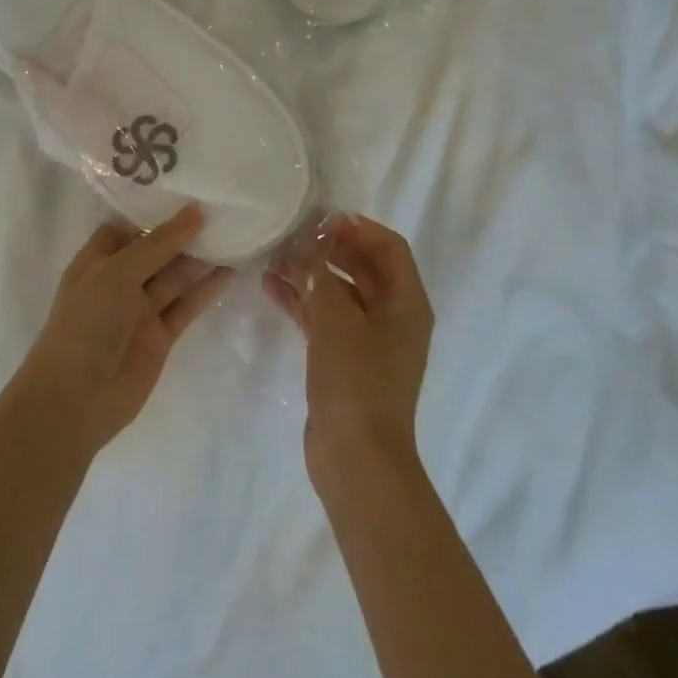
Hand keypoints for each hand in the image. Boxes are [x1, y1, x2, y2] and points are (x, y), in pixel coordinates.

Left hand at [20, 205, 232, 457]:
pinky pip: (186, 306)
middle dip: (182, 233)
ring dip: (200, 259)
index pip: (125, 227)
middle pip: (155, 251)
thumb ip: (158, 244)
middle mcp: (118, 282)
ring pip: (174, 277)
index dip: (151, 212)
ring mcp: (140, 310)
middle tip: (221, 208)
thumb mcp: (117, 273)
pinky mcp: (161, 336)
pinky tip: (229, 272)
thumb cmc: (86, 323)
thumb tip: (195, 213)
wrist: (77, 398)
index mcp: (96, 261)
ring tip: (233, 235)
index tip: (186, 191)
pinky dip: (206, 291)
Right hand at [264, 215, 434, 491]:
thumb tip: (306, 240)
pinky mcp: (344, 359)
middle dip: (327, 248)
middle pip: (363, 267)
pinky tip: (270, 287)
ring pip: (339, 292)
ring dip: (310, 273)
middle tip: (290, 234)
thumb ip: (319, 274)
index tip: (318, 218)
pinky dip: (302, 302)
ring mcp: (368, 340)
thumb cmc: (356, 381)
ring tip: (273, 257)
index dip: (356, 227)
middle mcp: (393, 316)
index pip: (389, 247)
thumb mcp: (336, 319)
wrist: (356, 458)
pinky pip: (324, 318)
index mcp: (406, 302)